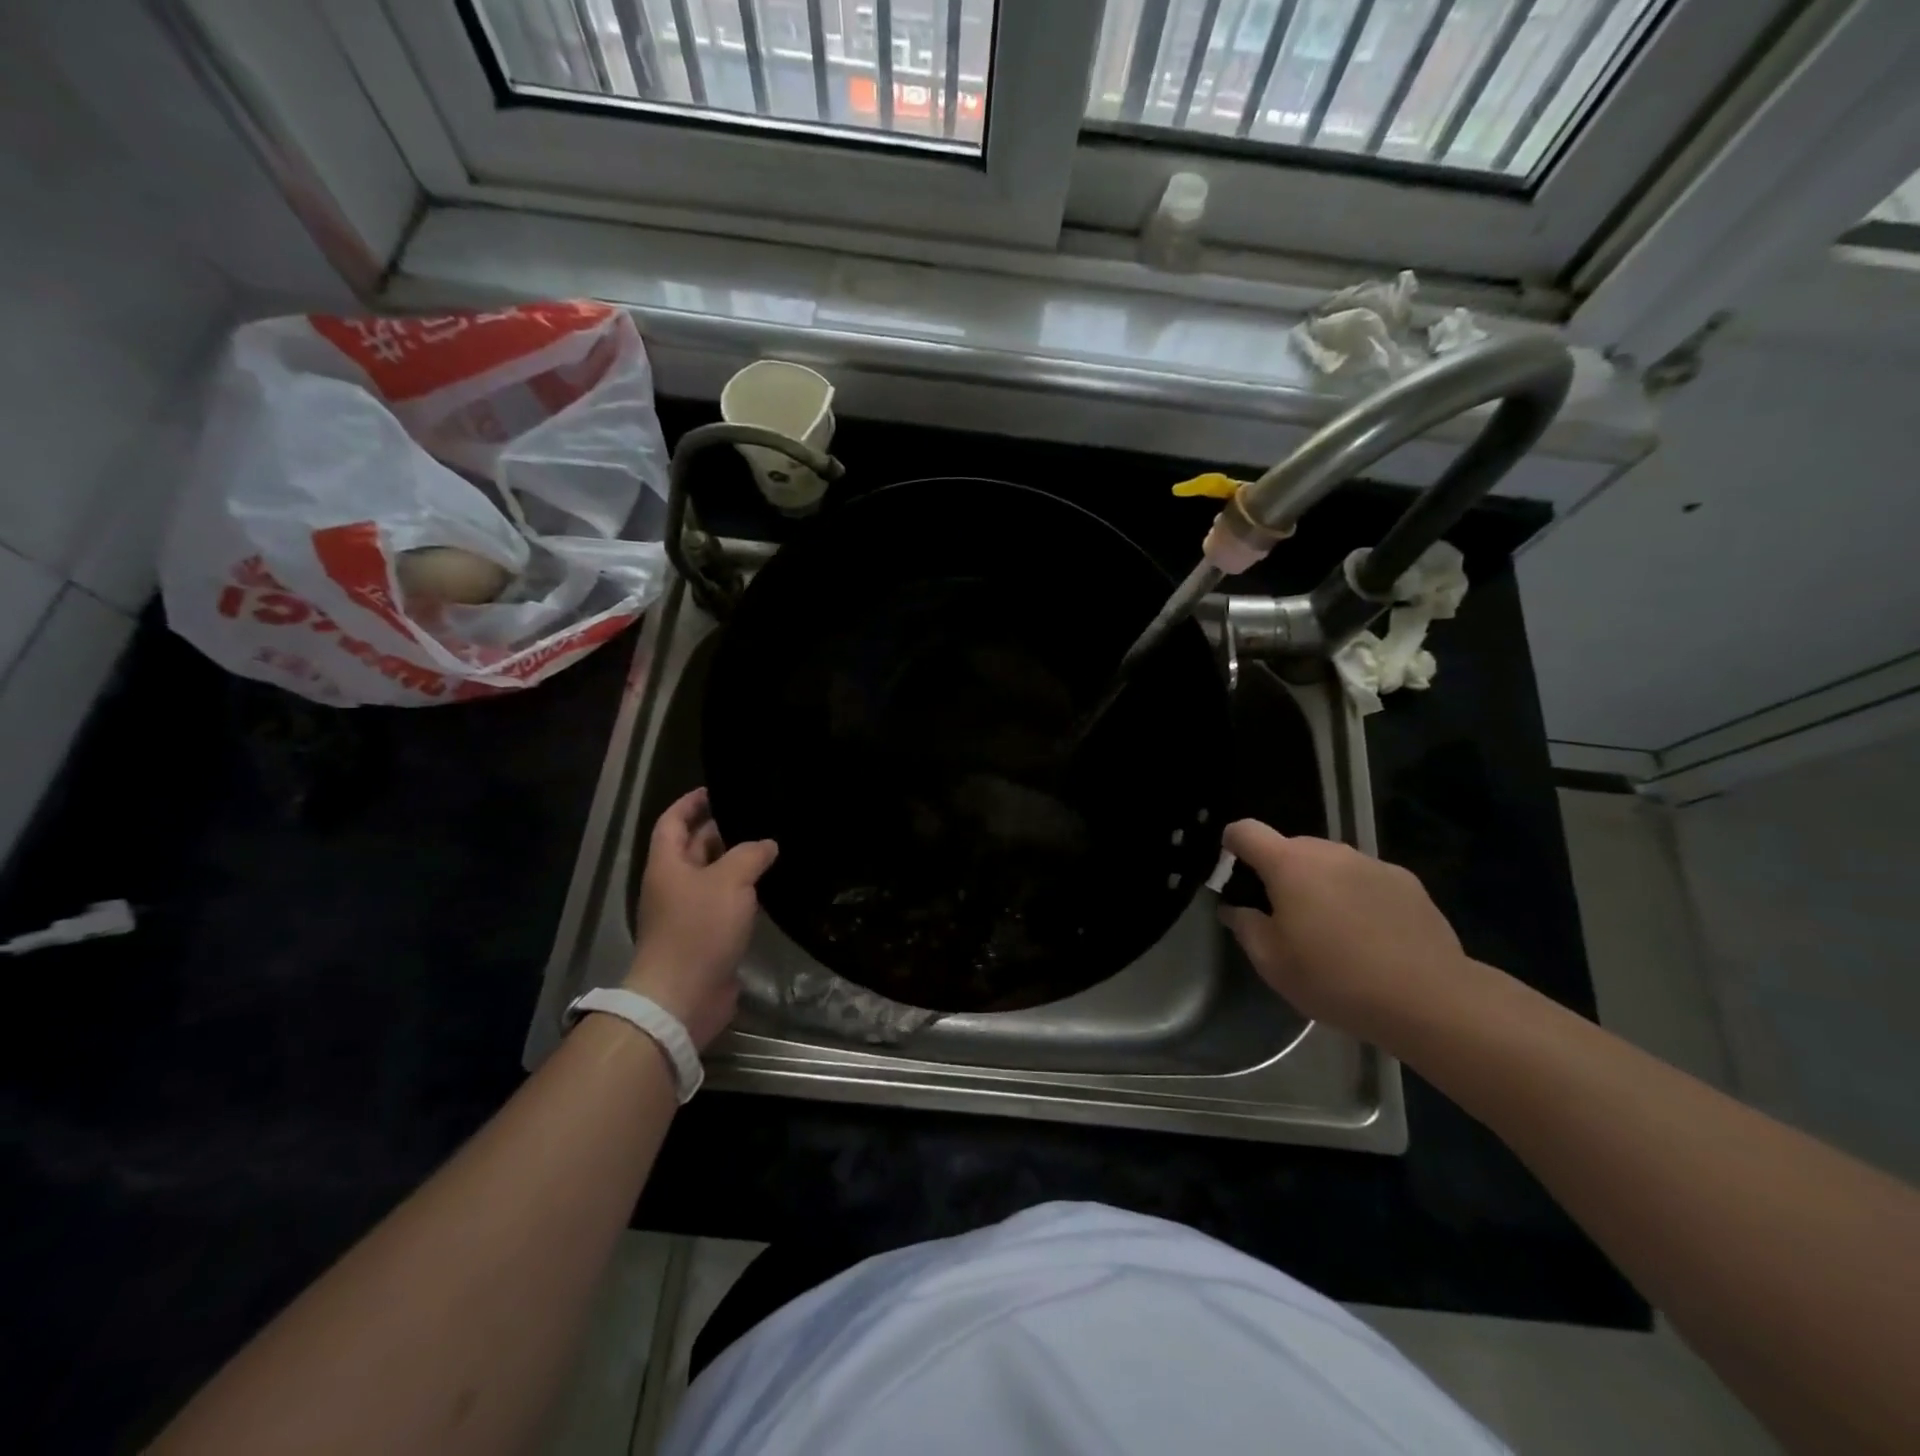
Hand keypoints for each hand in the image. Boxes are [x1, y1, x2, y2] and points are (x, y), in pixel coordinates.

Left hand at [626, 788, 777, 1049]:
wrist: (684, 996)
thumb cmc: (699, 929)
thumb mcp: (729, 881)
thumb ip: (750, 855)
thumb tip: (767, 844)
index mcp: (667, 865)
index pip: (673, 822)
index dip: (690, 803)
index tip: (715, 789)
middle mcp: (674, 885)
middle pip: (693, 848)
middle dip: (720, 830)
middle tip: (756, 816)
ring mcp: (688, 913)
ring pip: (712, 877)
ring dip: (735, 863)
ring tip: (770, 846)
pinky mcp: (706, 937)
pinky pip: (724, 904)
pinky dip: (743, 893)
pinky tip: (768, 888)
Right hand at [1218, 819, 1480, 1048]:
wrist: (1429, 998)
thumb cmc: (1336, 979)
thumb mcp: (1272, 963)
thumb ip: (1245, 926)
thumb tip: (1235, 908)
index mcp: (1289, 865)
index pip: (1246, 831)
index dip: (1232, 844)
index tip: (1232, 869)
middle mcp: (1330, 852)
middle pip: (1290, 848)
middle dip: (1280, 873)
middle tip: (1284, 917)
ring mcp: (1372, 863)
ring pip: (1330, 864)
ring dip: (1320, 885)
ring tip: (1331, 930)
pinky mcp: (1407, 882)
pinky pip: (1365, 879)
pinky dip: (1357, 896)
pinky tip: (1370, 937)